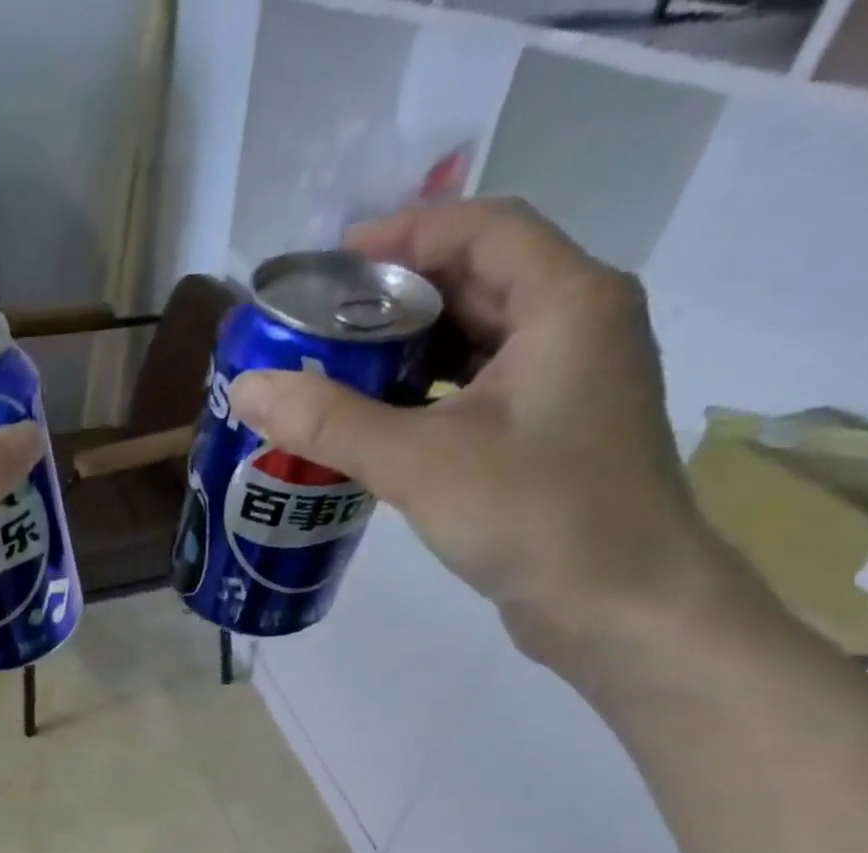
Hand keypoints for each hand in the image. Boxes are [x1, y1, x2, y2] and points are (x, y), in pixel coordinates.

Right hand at [228, 199, 730, 665]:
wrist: (619, 608)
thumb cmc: (534, 515)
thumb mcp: (419, 462)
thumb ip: (330, 422)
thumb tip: (247, 387)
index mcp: (566, 303)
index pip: (482, 229)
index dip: (404, 234)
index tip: (330, 266)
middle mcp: (576, 328)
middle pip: (477, 282)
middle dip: (395, 299)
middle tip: (319, 327)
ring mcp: (567, 385)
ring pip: (476, 342)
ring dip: (407, 353)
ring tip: (335, 373)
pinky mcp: (550, 436)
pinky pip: (478, 392)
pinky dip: (426, 398)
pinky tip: (376, 426)